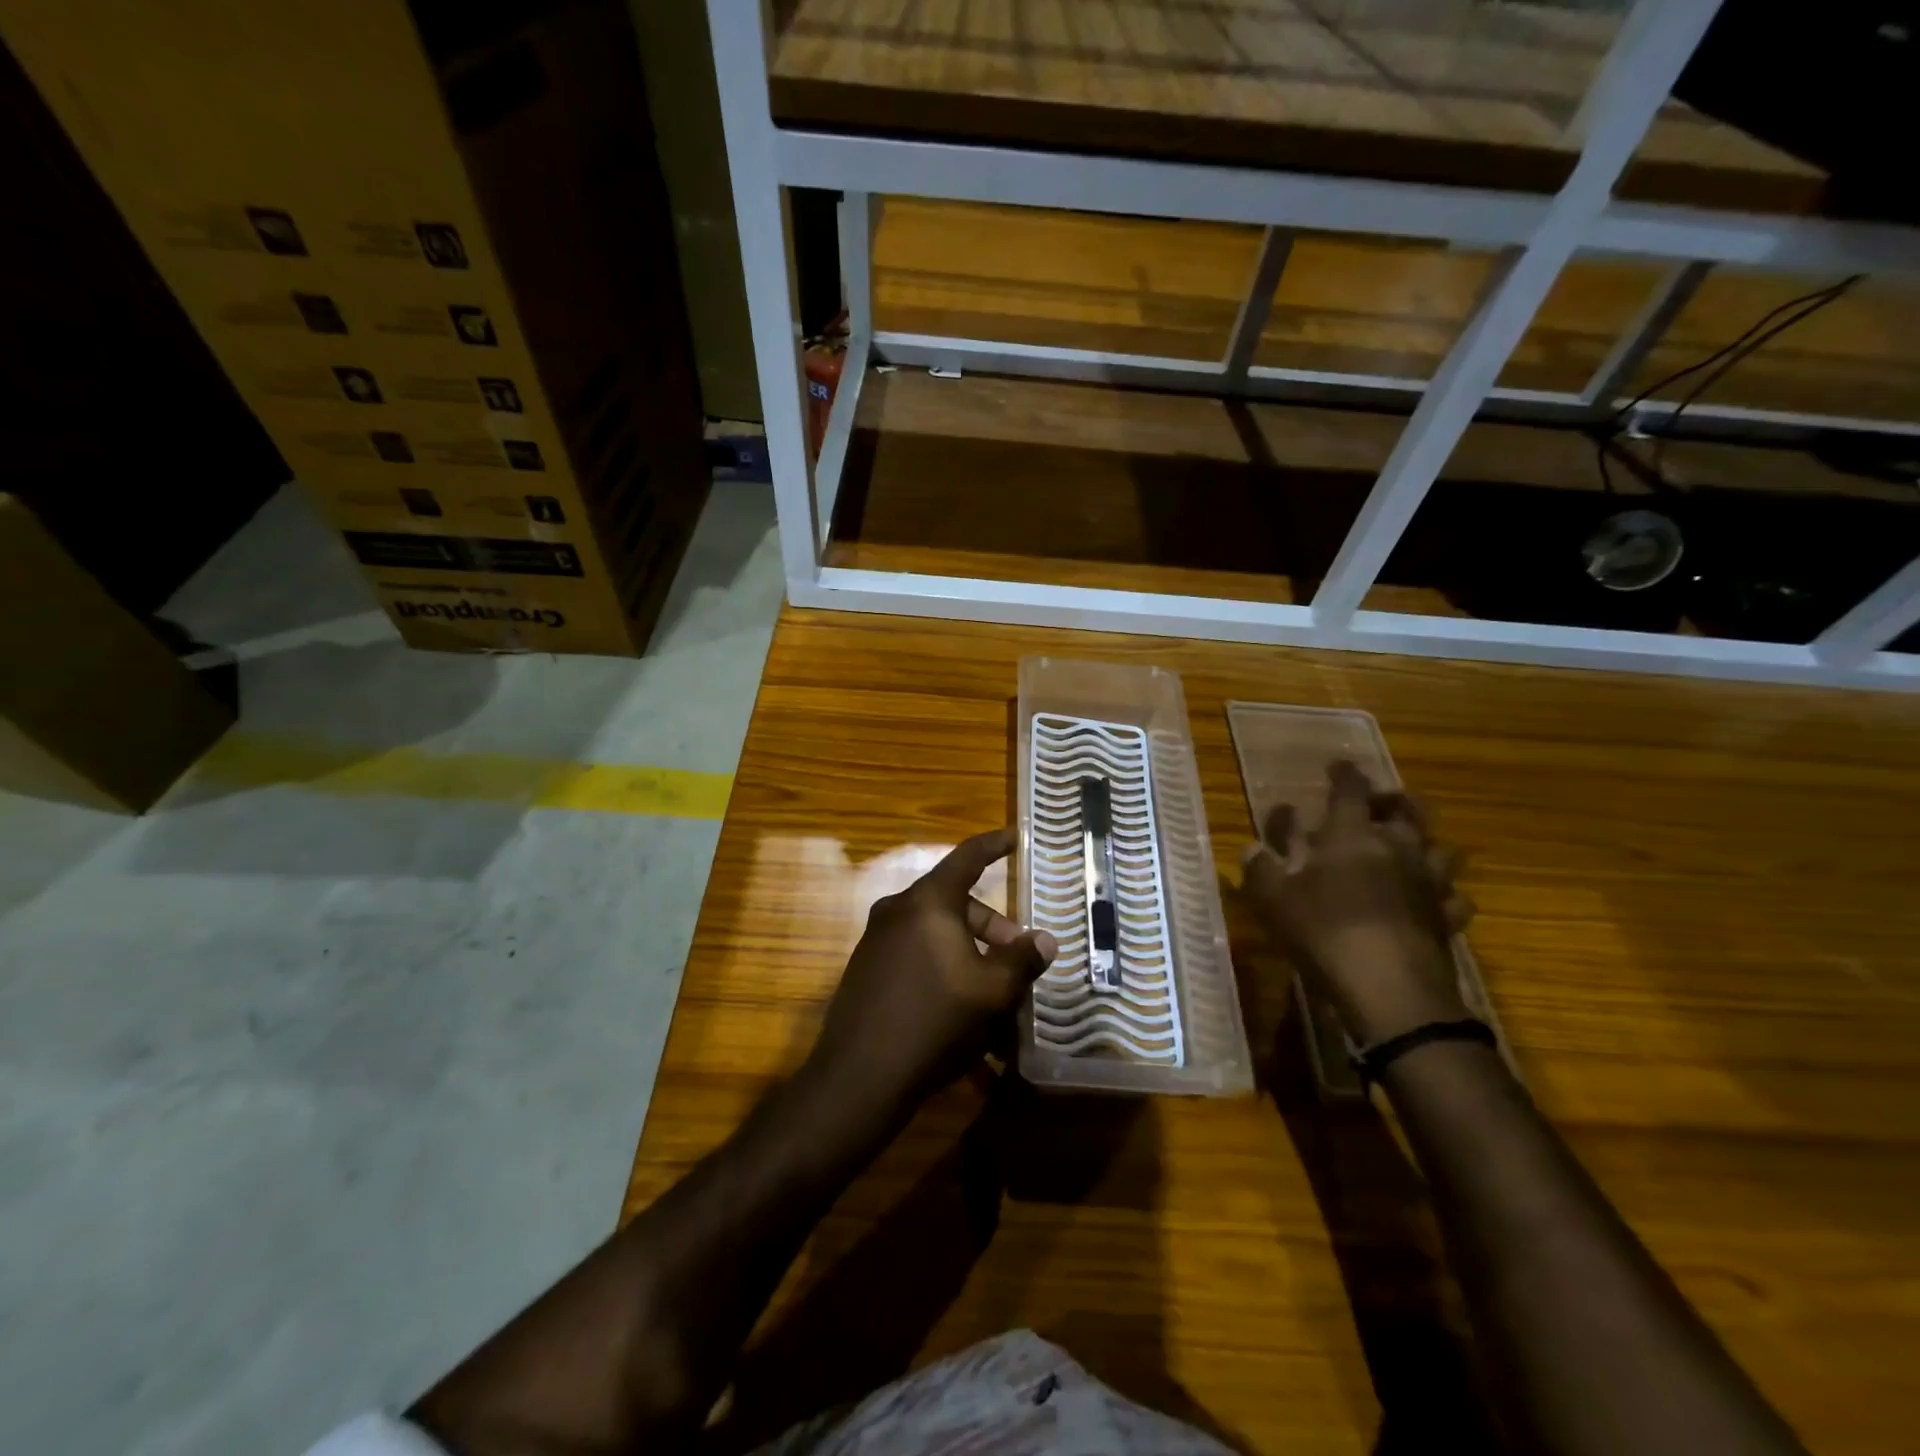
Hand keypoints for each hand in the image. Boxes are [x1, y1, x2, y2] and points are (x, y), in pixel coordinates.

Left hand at [807, 829, 1057, 1115]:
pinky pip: (914, 951)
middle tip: (1015, 955)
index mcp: (928, 901)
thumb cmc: (936, 1020)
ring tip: (991, 988)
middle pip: (954, 900)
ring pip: (934, 929)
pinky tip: (956, 1003)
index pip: (967, 857)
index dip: (993, 845)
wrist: (860, 1075)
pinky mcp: (865, 968)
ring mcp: (875, 938)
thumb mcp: (992, 991)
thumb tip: (1044, 940)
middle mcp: (897, 909)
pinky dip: (941, 962)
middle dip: (990, 923)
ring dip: (967, 947)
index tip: (1012, 836)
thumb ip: (1022, 959)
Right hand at [1242, 761, 1473, 1046]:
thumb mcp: (1273, 899)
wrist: (1389, 988)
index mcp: (1351, 835)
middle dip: (1395, 799)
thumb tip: (1252, 848)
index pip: (1350, 790)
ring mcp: (1428, 883)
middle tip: (1382, 801)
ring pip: (1442, 849)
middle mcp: (1397, 849)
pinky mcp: (1447, 919)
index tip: (1338, 765)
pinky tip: (1433, 899)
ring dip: (1427, 842)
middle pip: (1409, 810)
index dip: (1344, 774)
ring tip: (1414, 846)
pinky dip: (1445, 893)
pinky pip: (1455, 897)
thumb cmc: (1323, 931)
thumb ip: (1261, 869)